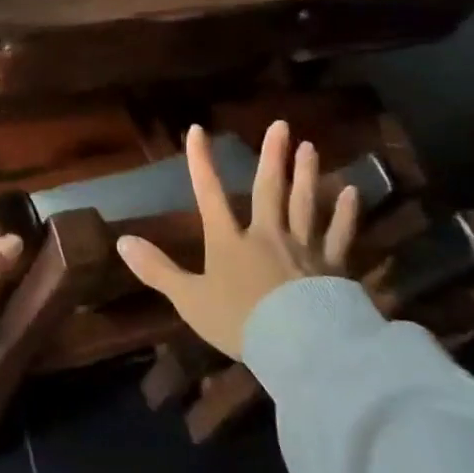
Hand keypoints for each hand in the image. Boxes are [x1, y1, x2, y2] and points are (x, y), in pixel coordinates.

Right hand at [116, 121, 358, 358]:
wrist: (298, 347)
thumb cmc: (240, 322)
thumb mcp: (189, 299)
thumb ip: (157, 269)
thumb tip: (121, 241)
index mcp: (229, 241)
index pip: (209, 194)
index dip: (201, 162)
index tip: (198, 130)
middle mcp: (267, 234)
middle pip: (269, 189)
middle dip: (272, 156)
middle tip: (280, 125)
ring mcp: (303, 248)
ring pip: (304, 204)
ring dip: (306, 174)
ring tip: (310, 147)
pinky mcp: (333, 267)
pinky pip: (340, 234)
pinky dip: (346, 213)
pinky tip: (352, 191)